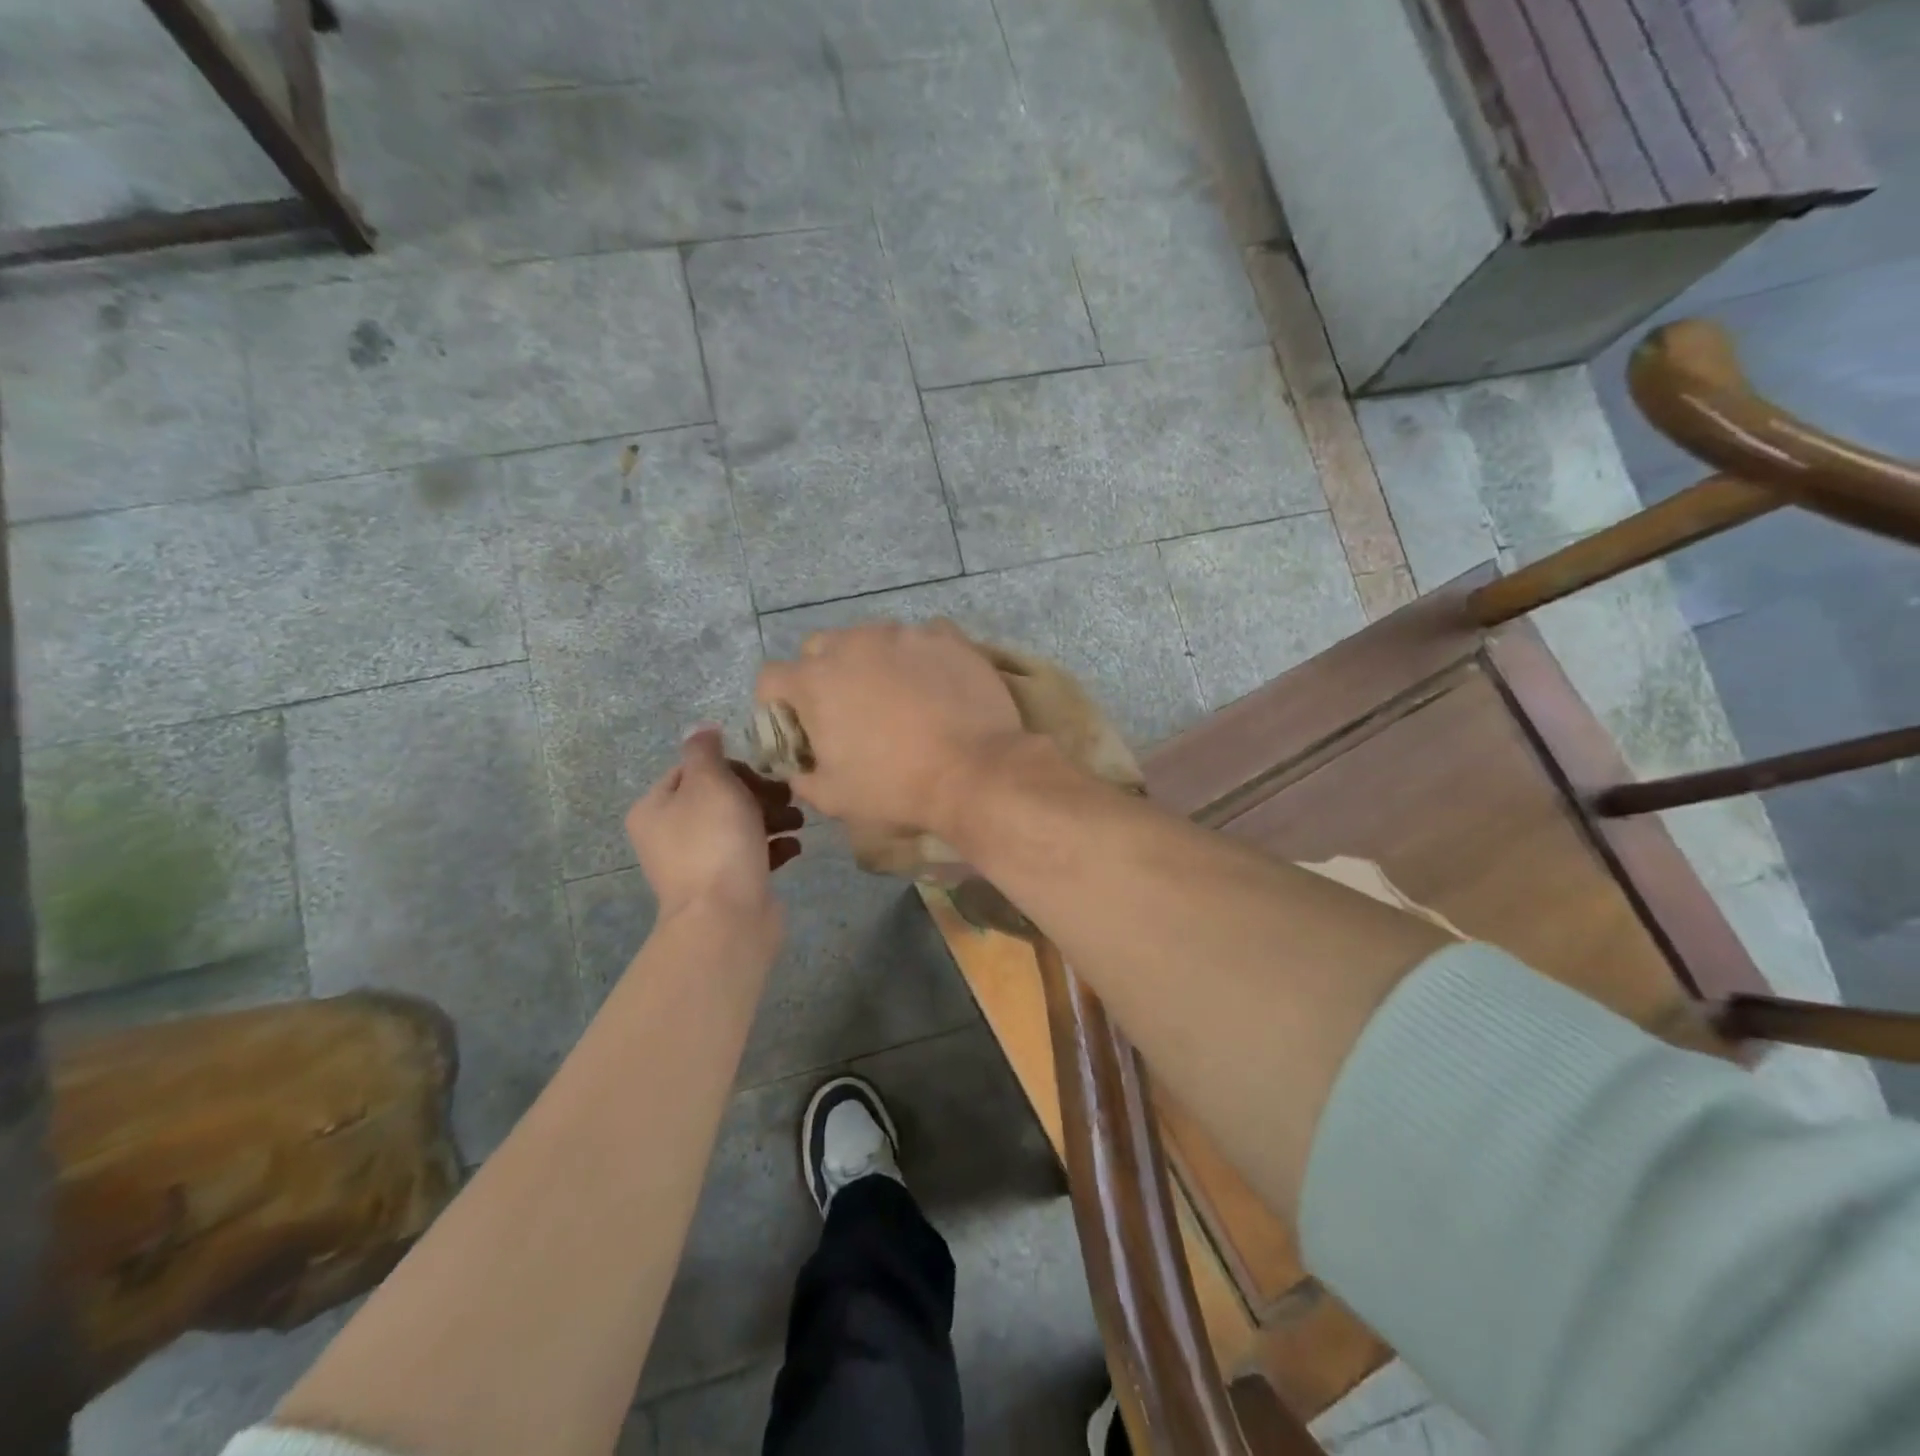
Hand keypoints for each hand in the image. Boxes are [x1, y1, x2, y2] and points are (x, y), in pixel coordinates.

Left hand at [626, 728, 803, 923]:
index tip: (761, 772)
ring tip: (798, 822)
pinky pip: (751, 856)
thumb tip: (702, 729)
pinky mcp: (726, 886)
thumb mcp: (709, 782)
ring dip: (772, 818)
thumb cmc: (715, 841)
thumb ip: (705, 751)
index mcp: (655, 808)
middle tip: (786, 797)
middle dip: (758, 793)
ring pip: (739, 826)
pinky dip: (773, 847)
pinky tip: (794, 847)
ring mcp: (698, 864)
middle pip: (719, 798)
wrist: (726, 918)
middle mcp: (670, 835)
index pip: (692, 770)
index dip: (731, 766)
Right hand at [755, 620, 1024, 832]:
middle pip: (819, 649)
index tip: (798, 727)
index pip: (771, 678)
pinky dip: (919, 656)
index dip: (777, 705)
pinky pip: (921, 637)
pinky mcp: (945, 636)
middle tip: (847, 710)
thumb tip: (799, 768)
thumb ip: (802, 776)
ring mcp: (902, 635)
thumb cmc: (895, 787)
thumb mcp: (833, 797)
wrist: (974, 772)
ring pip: (871, 638)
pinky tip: (934, 683)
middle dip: (823, 675)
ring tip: (897, 696)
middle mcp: (852, 644)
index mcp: (814, 681)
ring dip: (872, 662)